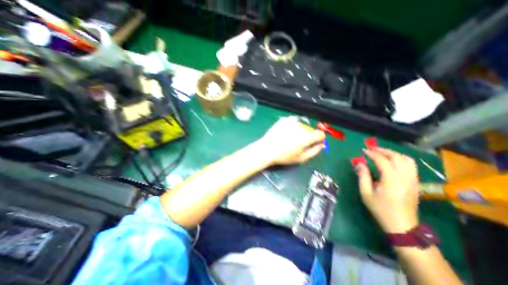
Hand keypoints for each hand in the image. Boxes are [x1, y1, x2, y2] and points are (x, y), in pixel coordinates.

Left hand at [259, 117, 324, 165]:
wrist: (267, 149)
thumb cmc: (284, 156)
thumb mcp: (301, 158)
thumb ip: (314, 151)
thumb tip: (322, 145)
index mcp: (306, 138)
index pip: (320, 134)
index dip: (319, 138)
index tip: (315, 142)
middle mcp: (300, 128)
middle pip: (310, 130)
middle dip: (308, 136)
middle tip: (298, 143)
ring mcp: (291, 122)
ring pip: (302, 125)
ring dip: (300, 130)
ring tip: (290, 138)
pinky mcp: (284, 120)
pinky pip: (293, 120)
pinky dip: (293, 125)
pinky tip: (287, 131)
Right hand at [354, 147, 420, 233]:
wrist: (402, 225)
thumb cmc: (380, 209)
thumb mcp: (366, 193)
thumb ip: (363, 176)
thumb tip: (360, 164)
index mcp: (391, 180)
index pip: (382, 160)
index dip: (372, 153)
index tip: (363, 151)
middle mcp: (405, 177)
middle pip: (397, 157)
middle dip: (383, 150)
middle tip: (372, 149)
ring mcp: (413, 180)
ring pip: (407, 160)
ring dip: (394, 153)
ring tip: (382, 153)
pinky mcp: (416, 183)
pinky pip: (411, 166)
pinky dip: (401, 159)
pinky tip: (392, 162)